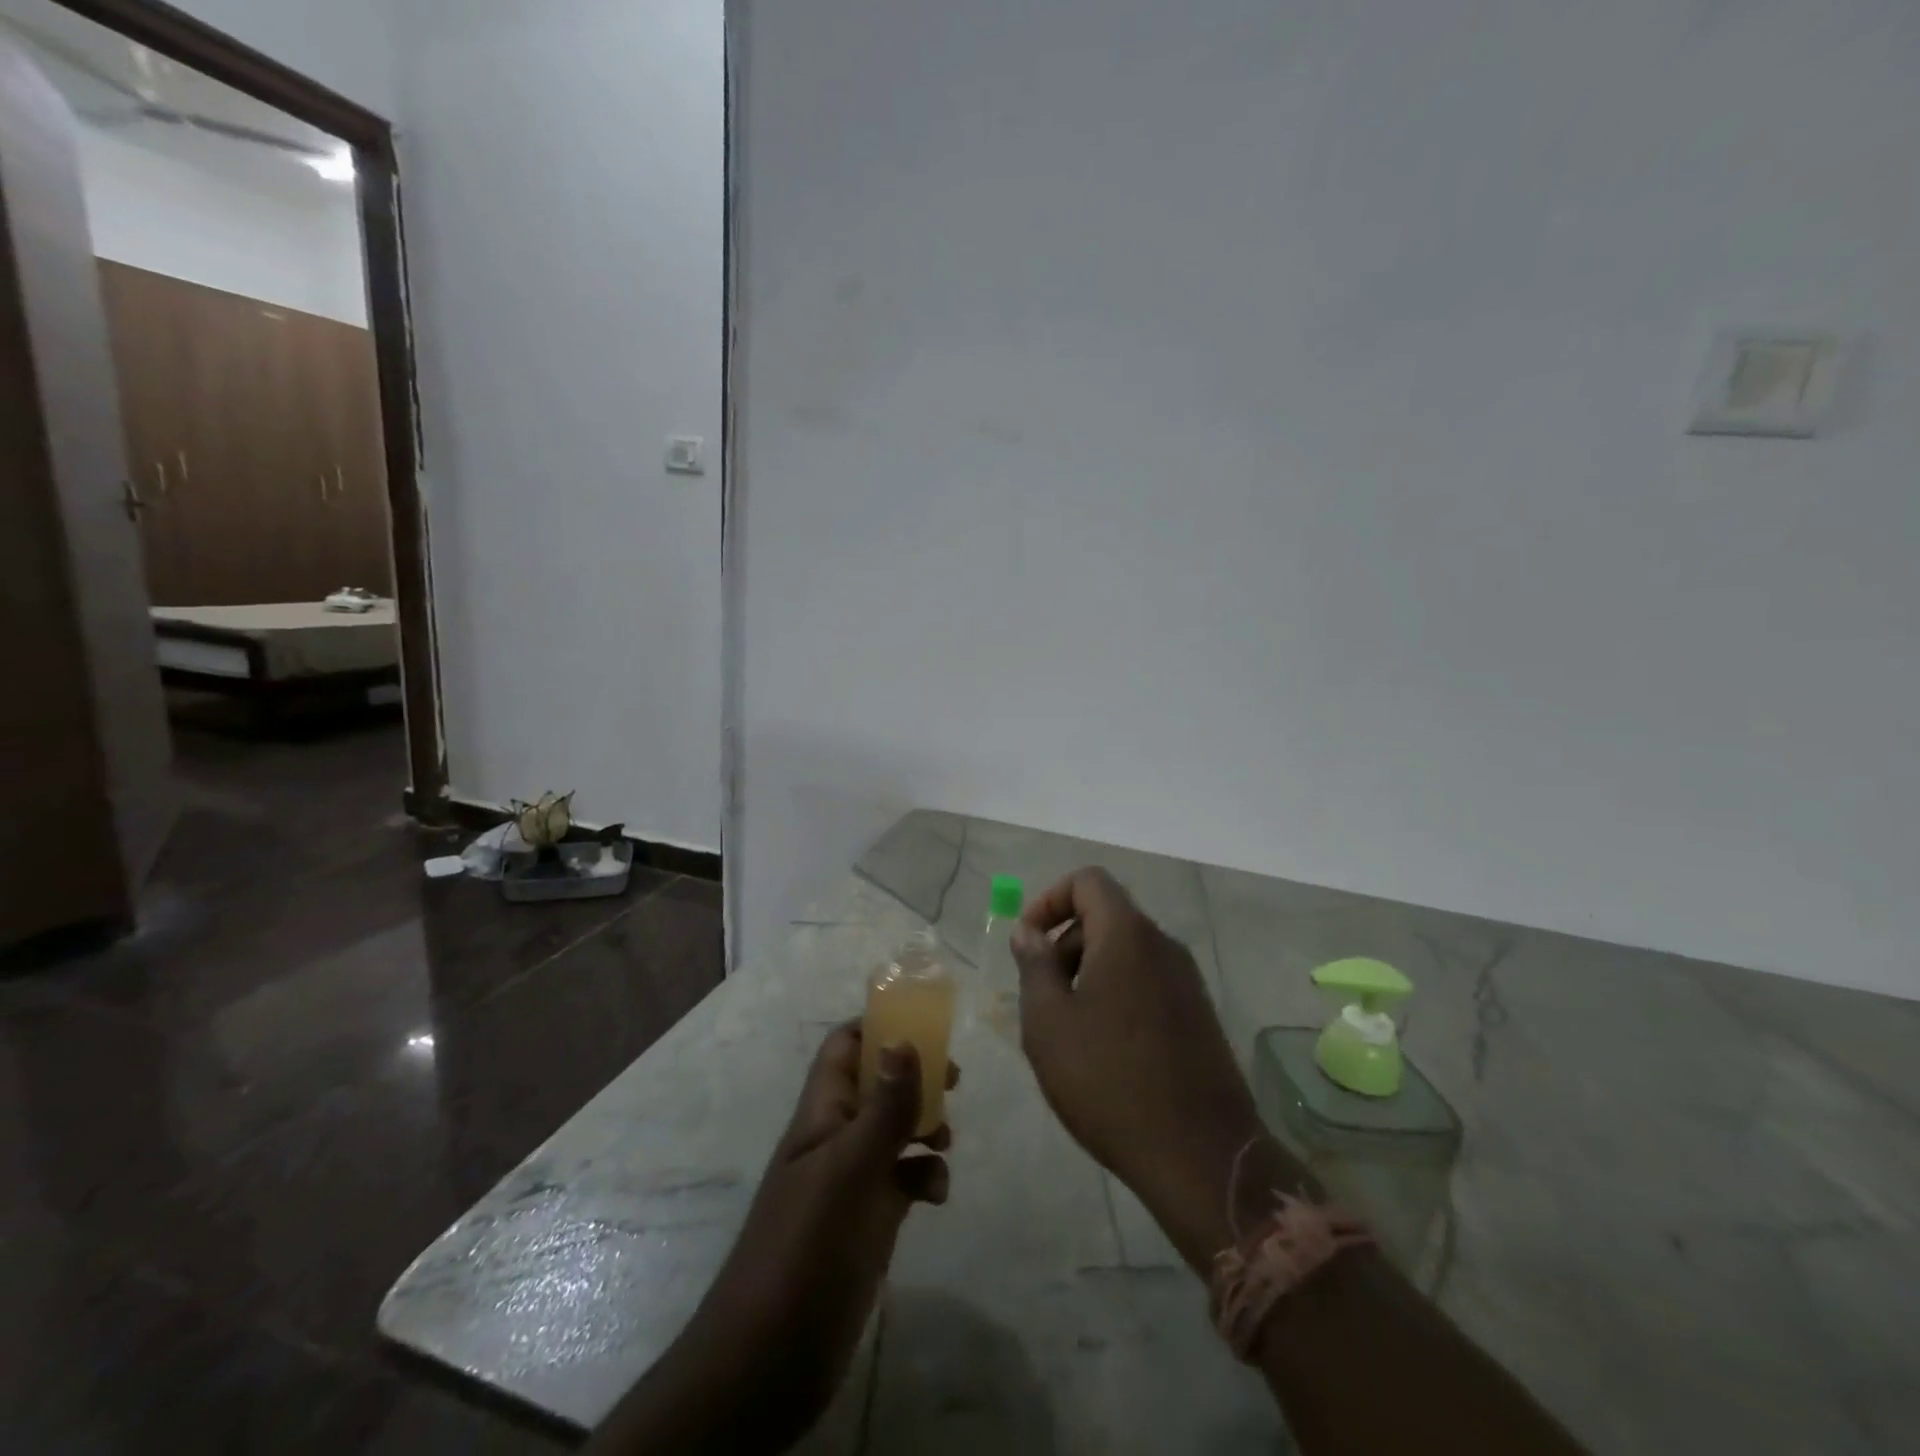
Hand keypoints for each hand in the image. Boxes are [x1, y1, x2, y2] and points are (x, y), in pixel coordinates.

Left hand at [682, 1023, 956, 1449]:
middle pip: (878, 1084)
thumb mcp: (849, 1171)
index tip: (925, 1023)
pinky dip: (926, 1178)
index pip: (844, 1047)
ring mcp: (853, 1181)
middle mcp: (837, 1138)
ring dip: (926, 1126)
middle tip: (953, 1080)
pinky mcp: (870, 1220)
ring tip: (946, 1140)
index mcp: (821, 1114)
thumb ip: (883, 1108)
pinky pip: (905, 1180)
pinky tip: (937, 1196)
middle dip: (915, 1075)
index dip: (878, 1026)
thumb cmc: (805, 1249)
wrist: (768, 1361)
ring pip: (895, 1130)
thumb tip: (905, 1038)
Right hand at [1012, 868, 1273, 1270]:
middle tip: (1042, 998)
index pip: (1088, 881)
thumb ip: (1034, 965)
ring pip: (1125, 952)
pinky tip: (1104, 1051)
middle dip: (1065, 944)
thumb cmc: (1109, 1081)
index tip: (1027, 943)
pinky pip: (1147, 982)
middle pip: (1105, 917)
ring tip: (1069, 1031)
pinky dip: (1116, 995)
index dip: (1049, 900)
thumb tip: (1027, 930)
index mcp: (1127, 934)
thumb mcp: (1049, 1022)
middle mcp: (1163, 945)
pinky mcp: (1198, 1014)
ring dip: (1088, 974)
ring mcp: (1187, 980)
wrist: (1201, 1156)